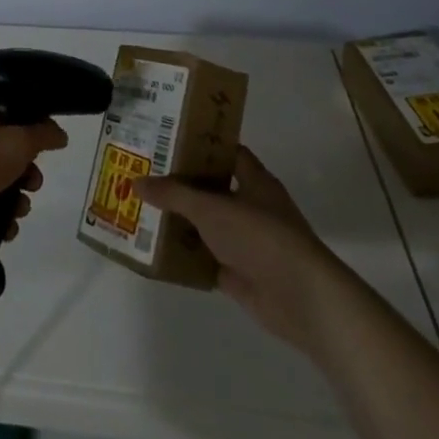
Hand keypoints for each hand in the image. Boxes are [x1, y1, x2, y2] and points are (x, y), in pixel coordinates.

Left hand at [0, 95, 67, 258]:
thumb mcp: (16, 143)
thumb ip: (43, 135)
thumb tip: (59, 133)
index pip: (7, 108)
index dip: (30, 124)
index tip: (47, 142)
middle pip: (6, 145)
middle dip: (27, 168)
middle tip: (34, 181)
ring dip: (16, 193)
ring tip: (21, 208)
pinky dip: (0, 212)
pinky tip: (8, 226)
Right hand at [136, 146, 349, 356]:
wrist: (302, 299)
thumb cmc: (260, 237)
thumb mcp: (211, 208)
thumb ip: (173, 195)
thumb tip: (135, 182)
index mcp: (254, 180)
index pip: (225, 152)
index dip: (198, 144)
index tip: (165, 139)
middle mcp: (252, 207)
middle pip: (211, 188)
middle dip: (180, 183)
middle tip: (143, 173)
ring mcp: (247, 241)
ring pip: (206, 224)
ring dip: (180, 221)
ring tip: (141, 208)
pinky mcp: (240, 272)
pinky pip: (205, 258)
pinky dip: (185, 255)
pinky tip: (156, 249)